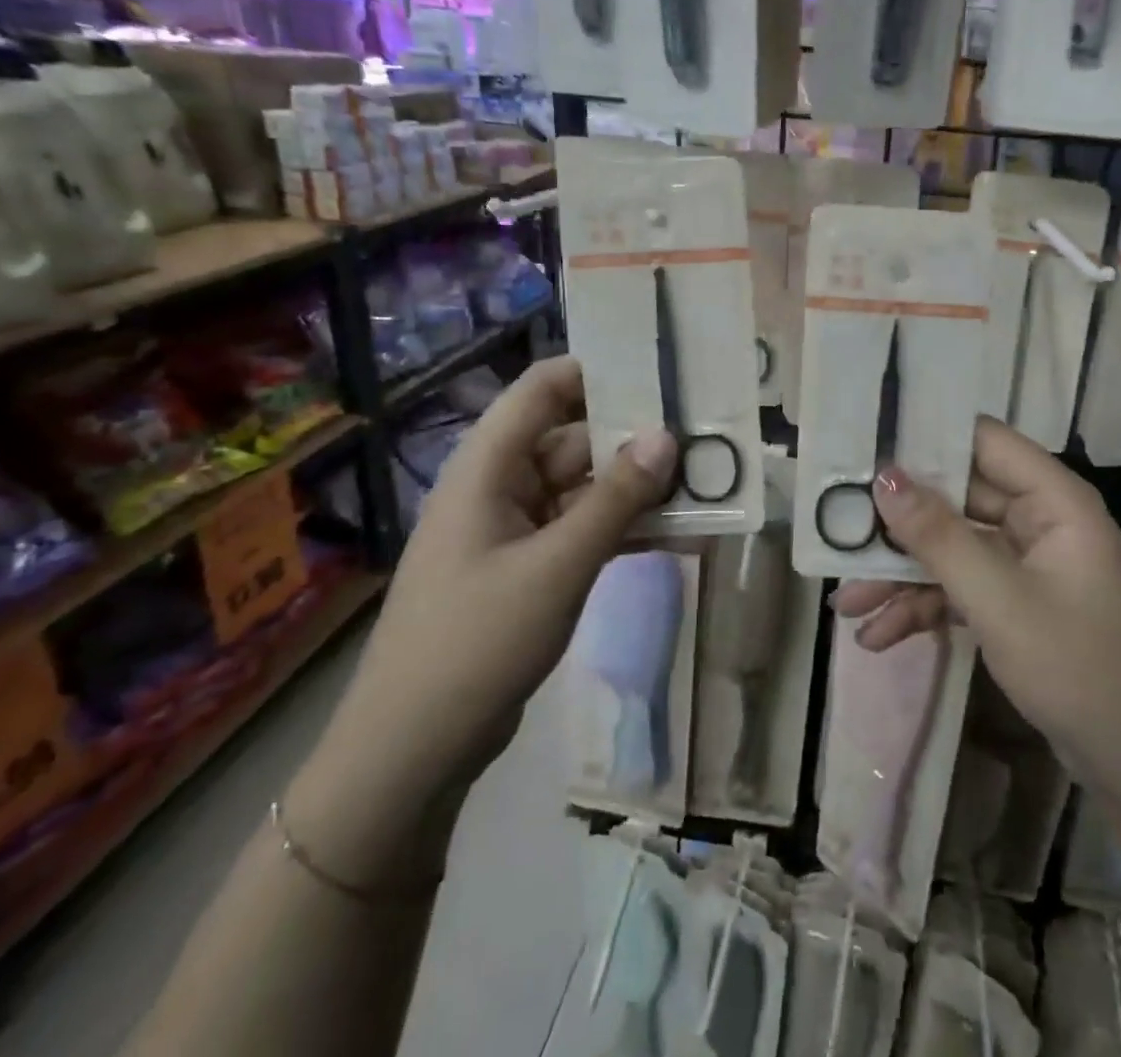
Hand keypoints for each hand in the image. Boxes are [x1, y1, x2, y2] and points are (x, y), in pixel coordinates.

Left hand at [287, 358, 674, 885]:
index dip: (596, 370)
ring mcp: (516, 529)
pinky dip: (625, 529)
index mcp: (489, 466)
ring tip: (706, 482)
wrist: (413, 750)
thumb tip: (667, 435)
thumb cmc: (477, 640)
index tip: (660, 370)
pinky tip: (680, 534)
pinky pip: (584, 530)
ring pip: (587, 488)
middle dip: (636, 438)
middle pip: (575, 439)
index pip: (542, 389)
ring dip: (639, 488)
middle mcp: (501, 486)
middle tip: (705, 434)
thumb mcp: (558, 565)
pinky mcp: (530, 568)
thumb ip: (617, 499)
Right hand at [831, 417, 1120, 837]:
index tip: (862, 449)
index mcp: (1053, 500)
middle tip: (835, 531)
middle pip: (957, 500)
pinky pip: (963, 590)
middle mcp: (1040, 521)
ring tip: (846, 606)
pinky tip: (880, 637)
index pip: (982, 441)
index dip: (924, 439)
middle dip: (897, 524)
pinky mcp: (1020, 606)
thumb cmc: (1083, 669)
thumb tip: (883, 475)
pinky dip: (925, 609)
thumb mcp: (1000, 601)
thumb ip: (938, 536)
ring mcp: (1029, 567)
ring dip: (902, 576)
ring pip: (953, 550)